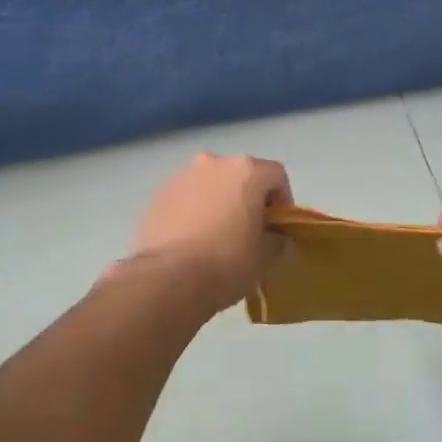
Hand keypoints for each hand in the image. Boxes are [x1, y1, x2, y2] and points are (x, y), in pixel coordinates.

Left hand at [119, 153, 292, 315]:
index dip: (282, 200)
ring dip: (218, 201)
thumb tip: (273, 236)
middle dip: (248, 198)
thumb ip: (276, 238)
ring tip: (216, 236)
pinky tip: (191, 240)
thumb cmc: (227, 262)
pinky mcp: (159, 193)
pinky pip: (186, 197)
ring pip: (210, 184)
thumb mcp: (265, 256)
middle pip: (240, 175)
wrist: (168, 278)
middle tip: (248, 230)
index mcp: (246, 170)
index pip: (276, 175)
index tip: (278, 227)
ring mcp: (183, 175)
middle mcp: (214, 162)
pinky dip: (193, 210)